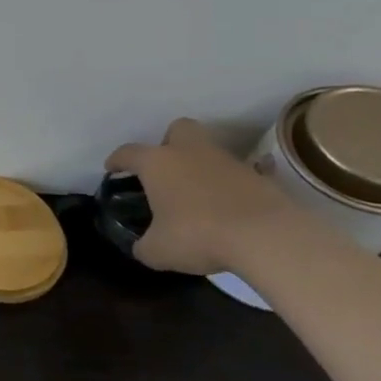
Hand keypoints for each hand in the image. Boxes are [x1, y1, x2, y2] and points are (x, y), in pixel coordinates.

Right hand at [106, 118, 300, 274]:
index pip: (129, 152)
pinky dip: (230, 187)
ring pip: (210, 152)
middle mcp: (191, 153)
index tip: (112, 168)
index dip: (117, 160)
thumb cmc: (197, 235)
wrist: (268, 237)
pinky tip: (227, 208)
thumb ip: (144, 245)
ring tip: (195, 196)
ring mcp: (229, 162)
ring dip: (200, 167)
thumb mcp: (157, 250)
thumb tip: (144, 246)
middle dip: (169, 143)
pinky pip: (238, 176)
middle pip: (179, 129)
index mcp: (158, 163)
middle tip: (164, 168)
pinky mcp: (260, 178)